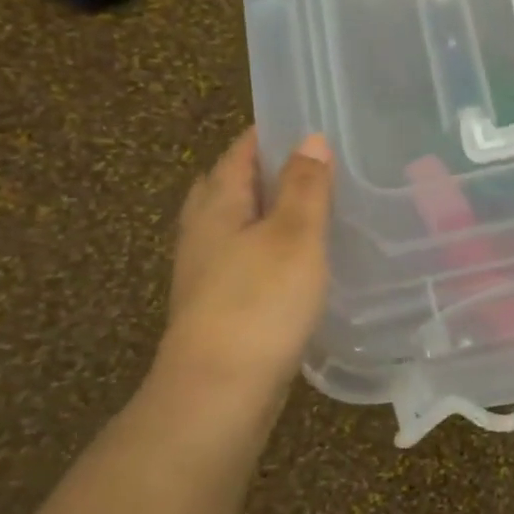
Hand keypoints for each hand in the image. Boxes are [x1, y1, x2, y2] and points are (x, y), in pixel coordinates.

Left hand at [151, 127, 333, 417]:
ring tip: (308, 208)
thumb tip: (310, 138)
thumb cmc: (259, 303)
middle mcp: (203, 231)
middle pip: (229, 185)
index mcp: (218, 204)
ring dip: (264, 211)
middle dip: (262, 170)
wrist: (218, 391)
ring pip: (235, 225)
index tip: (306, 122)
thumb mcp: (294, 236)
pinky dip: (266, 248)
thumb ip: (305, 186)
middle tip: (309, 164)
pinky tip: (293, 262)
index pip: (240, 152)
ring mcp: (205, 271)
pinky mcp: (217, 305)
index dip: (269, 133)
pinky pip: (242, 259)